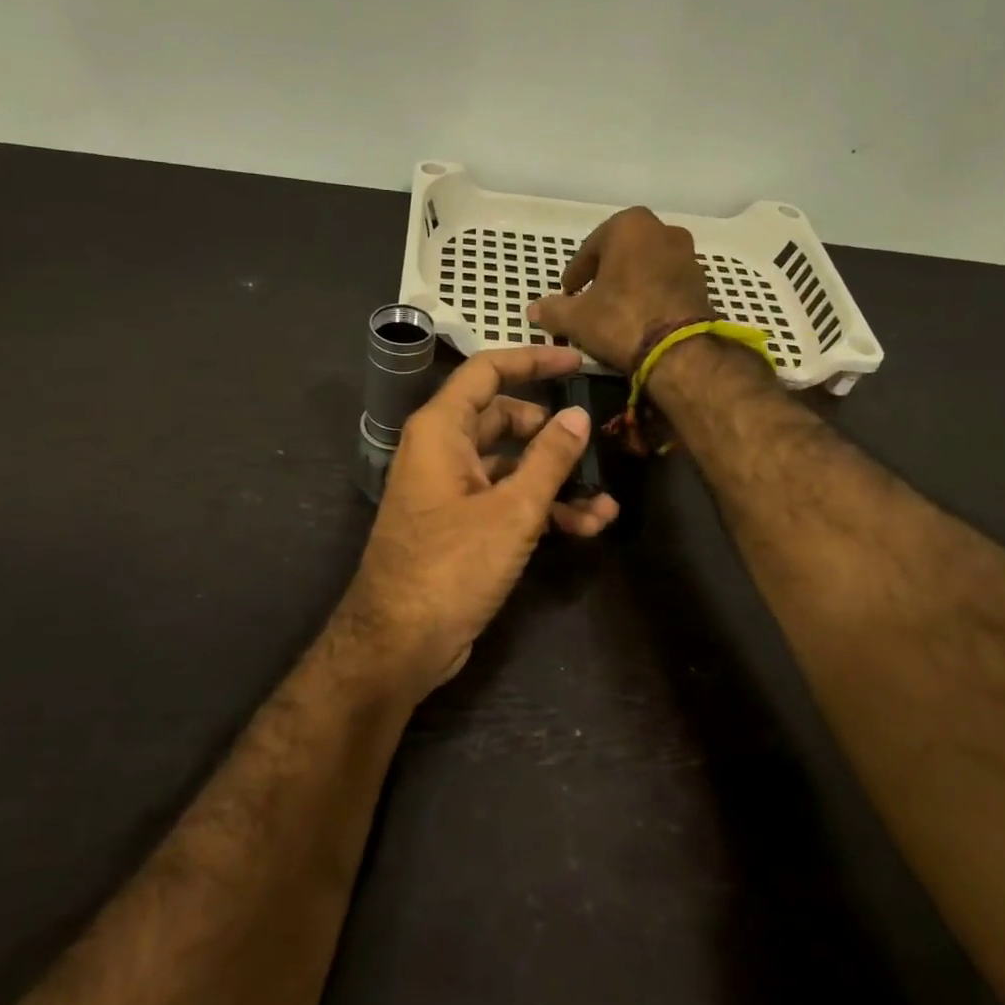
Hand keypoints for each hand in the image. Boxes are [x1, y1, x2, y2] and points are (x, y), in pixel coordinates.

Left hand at [337, 346, 620, 694]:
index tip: (576, 362)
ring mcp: (451, 489)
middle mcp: (442, 451)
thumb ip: (549, 458)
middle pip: (504, 420)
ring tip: (605, 504)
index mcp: (441, 430)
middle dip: (552, 434)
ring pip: (510, 466)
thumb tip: (578, 415)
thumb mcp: (512, 509)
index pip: (487, 371)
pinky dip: (540, 508)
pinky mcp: (460, 524)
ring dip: (555, 481)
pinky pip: (504, 499)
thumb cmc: (452, 565)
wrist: (400, 643)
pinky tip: (585, 528)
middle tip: (593, 442)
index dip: (532, 361)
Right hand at [526, 207, 713, 371]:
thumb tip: (533, 310)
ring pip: (647, 265)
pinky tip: (640, 317)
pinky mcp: (702, 282)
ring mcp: (687, 255)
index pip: (591, 247)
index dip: (576, 272)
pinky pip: (667, 282)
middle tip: (590, 296)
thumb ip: (553, 309)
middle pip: (623, 251)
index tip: (568, 291)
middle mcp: (663, 230)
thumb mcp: (576, 318)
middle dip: (606, 272)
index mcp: (629, 226)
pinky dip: (652, 293)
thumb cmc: (621, 320)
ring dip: (631, 282)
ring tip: (615, 309)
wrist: (679, 351)